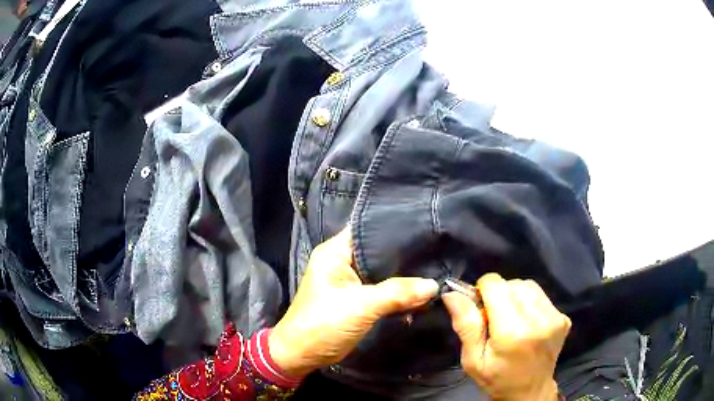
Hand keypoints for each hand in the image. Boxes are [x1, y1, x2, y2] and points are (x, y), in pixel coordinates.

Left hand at [269, 228, 438, 377]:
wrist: (303, 355)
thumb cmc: (323, 324)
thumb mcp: (360, 306)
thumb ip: (397, 293)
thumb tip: (434, 285)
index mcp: (335, 252)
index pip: (369, 229)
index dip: (396, 228)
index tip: (426, 228)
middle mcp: (343, 262)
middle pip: (379, 252)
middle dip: (406, 255)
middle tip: (437, 250)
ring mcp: (351, 282)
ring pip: (384, 272)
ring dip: (405, 276)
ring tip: (436, 268)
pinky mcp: (358, 299)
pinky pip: (384, 290)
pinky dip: (399, 293)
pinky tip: (422, 292)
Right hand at [443, 273, 570, 400]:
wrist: (530, 392)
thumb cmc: (497, 379)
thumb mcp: (473, 360)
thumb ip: (466, 326)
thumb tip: (452, 294)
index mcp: (512, 331)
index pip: (496, 285)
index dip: (482, 290)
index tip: (479, 306)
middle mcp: (538, 319)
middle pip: (512, 284)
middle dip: (498, 294)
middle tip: (493, 317)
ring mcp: (554, 317)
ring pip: (528, 286)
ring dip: (515, 296)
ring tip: (510, 318)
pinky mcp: (563, 317)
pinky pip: (541, 296)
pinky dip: (529, 302)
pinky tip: (526, 321)